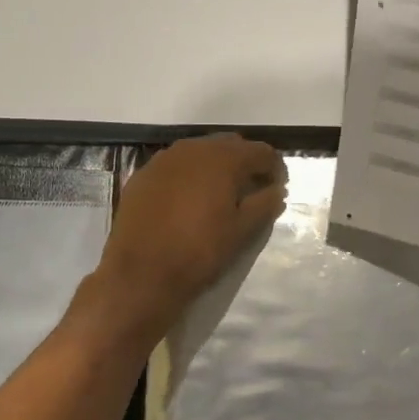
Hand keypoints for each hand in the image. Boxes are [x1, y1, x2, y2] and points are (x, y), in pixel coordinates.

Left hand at [91, 134, 287, 338]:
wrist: (141, 273)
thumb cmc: (200, 251)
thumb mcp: (242, 231)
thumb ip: (265, 204)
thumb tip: (277, 190)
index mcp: (223, 159)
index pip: (261, 152)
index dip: (275, 168)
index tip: (278, 188)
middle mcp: (194, 149)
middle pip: (230, 146)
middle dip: (245, 163)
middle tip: (252, 189)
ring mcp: (164, 159)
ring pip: (200, 152)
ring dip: (215, 166)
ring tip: (220, 193)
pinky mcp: (143, 175)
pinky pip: (175, 166)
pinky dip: (189, 176)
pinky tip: (188, 199)